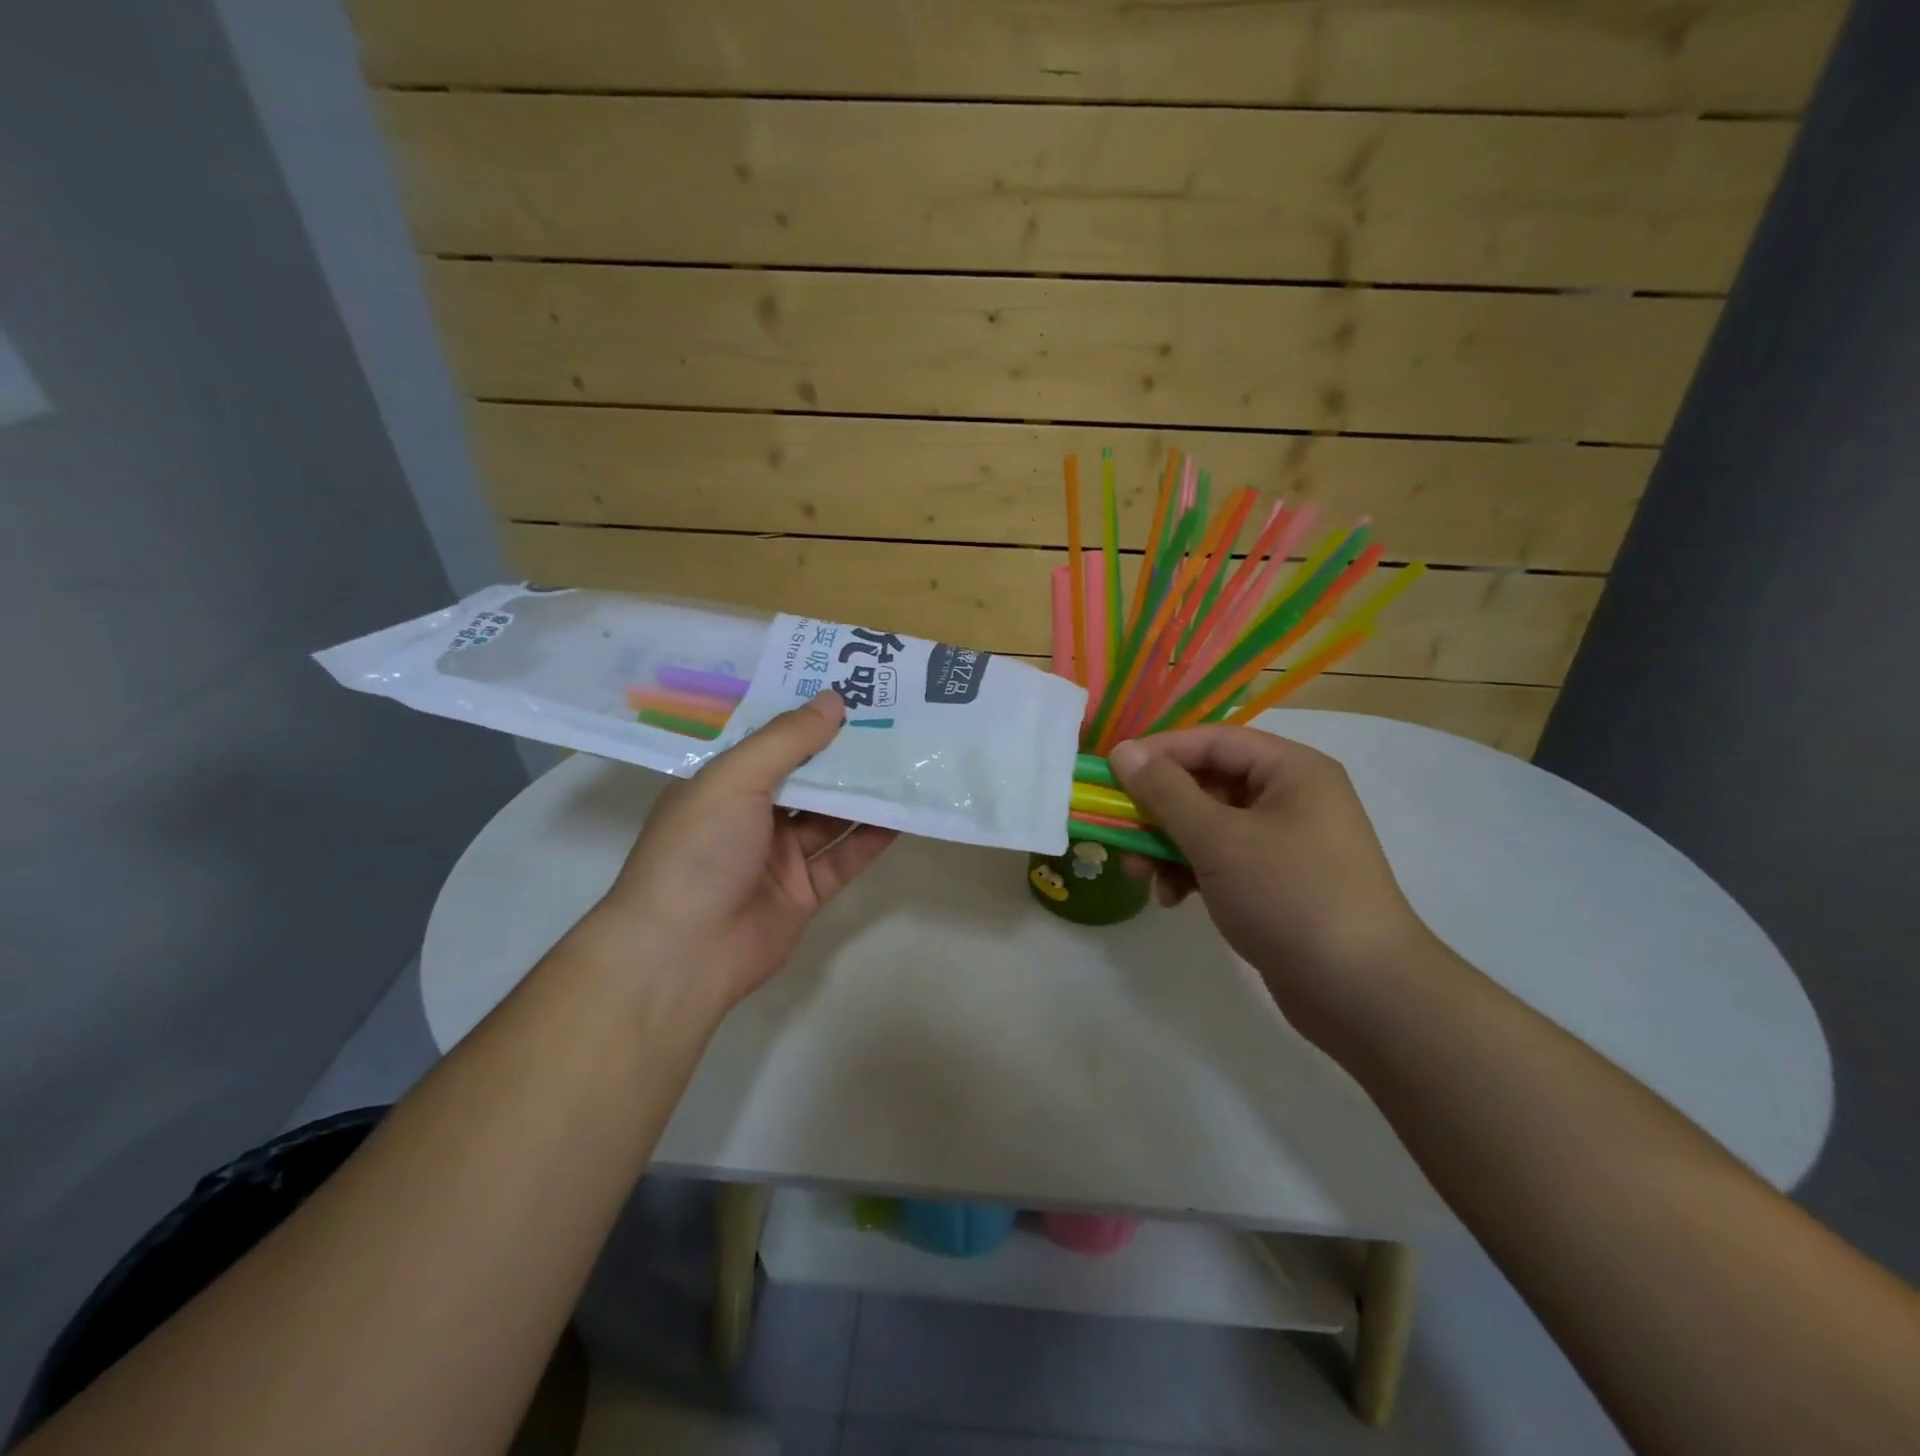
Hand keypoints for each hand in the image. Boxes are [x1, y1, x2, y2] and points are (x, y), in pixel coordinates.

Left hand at [580, 692, 896, 1011]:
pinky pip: (844, 857)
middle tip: (895, 721)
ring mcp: (778, 856)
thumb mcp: (735, 779)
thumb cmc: (699, 850)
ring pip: (830, 816)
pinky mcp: (804, 892)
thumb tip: (834, 699)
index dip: (810, 717)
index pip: (773, 741)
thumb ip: (787, 740)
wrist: (683, 953)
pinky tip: (904, 813)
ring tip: (908, 760)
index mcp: (724, 784)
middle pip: (807, 777)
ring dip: (865, 793)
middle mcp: (751, 815)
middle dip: (845, 753)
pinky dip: (872, 838)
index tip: (855, 692)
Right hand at [1110, 726, 1441, 1047]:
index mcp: (1291, 771)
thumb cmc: (1290, 897)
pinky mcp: (1277, 883)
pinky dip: (1191, 872)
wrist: (1362, 993)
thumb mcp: (1218, 839)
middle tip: (1118, 829)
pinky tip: (1171, 899)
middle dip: (1159, 808)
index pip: (1213, 741)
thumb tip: (1123, 751)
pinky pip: (1222, 860)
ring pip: (1209, 826)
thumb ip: (1165, 792)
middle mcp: (1291, 798)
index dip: (1160, 752)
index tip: (1113, 773)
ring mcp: (1285, 843)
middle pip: (1208, 784)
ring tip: (1138, 873)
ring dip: (1168, 845)